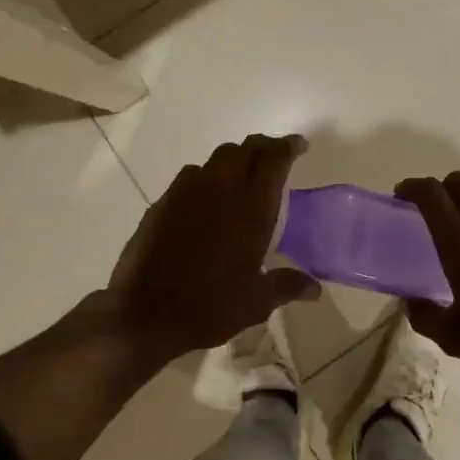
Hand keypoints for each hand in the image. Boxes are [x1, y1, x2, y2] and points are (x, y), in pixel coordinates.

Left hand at [105, 133, 320, 364]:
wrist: (144, 314)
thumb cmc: (209, 306)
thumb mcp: (256, 302)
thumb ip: (287, 286)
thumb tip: (315, 289)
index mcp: (251, 208)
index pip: (274, 159)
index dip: (289, 147)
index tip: (299, 146)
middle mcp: (221, 189)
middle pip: (245, 148)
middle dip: (263, 146)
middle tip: (274, 156)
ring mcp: (187, 192)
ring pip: (217, 157)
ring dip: (234, 159)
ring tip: (241, 175)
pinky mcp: (163, 202)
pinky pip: (190, 176)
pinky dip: (206, 177)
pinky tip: (206, 199)